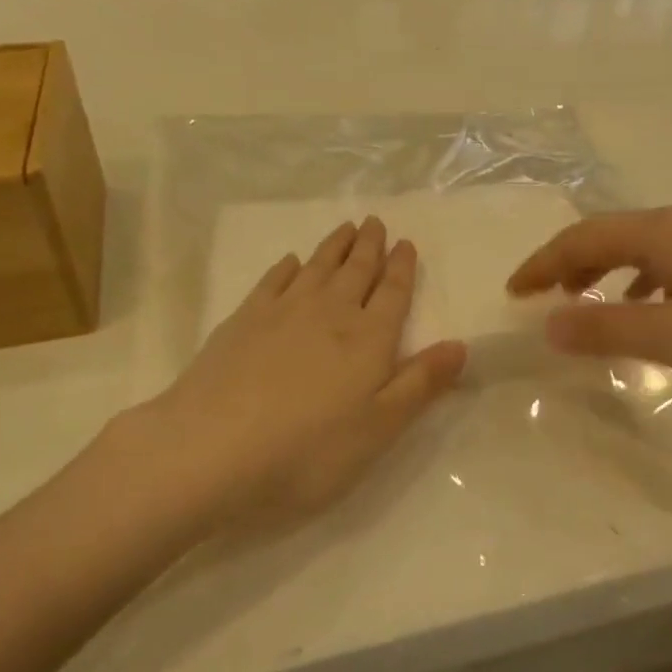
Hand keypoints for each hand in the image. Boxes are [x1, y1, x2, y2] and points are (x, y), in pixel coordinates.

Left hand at [99, 218, 464, 533]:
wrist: (210, 450)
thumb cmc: (307, 450)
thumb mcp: (379, 428)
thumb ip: (421, 384)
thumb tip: (461, 345)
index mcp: (368, 340)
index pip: (393, 293)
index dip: (402, 268)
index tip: (406, 242)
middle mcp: (329, 314)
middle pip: (356, 271)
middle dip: (370, 246)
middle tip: (376, 221)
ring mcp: (282, 312)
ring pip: (317, 268)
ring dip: (335, 247)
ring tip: (347, 228)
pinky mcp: (242, 321)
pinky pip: (274, 281)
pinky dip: (287, 267)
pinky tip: (291, 262)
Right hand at [507, 205, 671, 397]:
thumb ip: (610, 329)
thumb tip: (548, 324)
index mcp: (666, 232)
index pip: (584, 237)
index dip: (543, 263)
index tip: (513, 293)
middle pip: (609, 234)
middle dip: (568, 264)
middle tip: (539, 298)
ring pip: (640, 245)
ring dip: (604, 270)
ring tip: (584, 303)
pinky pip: (670, 259)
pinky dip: (641, 279)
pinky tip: (649, 307)